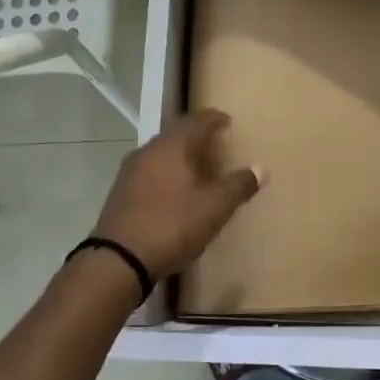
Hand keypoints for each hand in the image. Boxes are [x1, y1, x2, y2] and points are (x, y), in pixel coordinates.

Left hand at [91, 110, 264, 280]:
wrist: (119, 260)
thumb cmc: (173, 225)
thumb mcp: (215, 207)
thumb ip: (239, 185)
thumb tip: (261, 168)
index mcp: (172, 146)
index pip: (196, 121)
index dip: (215, 119)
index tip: (228, 122)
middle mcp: (148, 151)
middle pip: (176, 135)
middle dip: (198, 138)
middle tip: (217, 147)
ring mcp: (130, 172)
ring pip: (162, 154)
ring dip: (181, 157)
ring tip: (200, 170)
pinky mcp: (121, 193)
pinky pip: (150, 172)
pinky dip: (167, 174)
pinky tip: (176, 192)